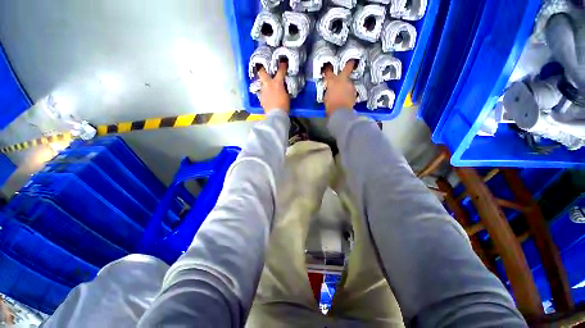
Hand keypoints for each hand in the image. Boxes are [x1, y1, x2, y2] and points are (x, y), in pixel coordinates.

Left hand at [257, 63, 289, 113]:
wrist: (275, 115)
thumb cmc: (284, 106)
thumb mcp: (287, 96)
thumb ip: (284, 89)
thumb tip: (283, 87)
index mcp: (277, 83)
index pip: (281, 71)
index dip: (283, 66)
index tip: (283, 63)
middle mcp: (268, 85)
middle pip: (262, 72)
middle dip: (262, 69)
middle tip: (264, 68)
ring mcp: (263, 91)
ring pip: (262, 83)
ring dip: (264, 83)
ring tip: (267, 85)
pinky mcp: (261, 98)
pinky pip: (262, 92)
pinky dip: (265, 92)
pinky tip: (268, 95)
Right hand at [323, 60, 356, 116]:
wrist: (340, 112)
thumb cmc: (331, 106)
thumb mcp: (326, 97)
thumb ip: (329, 90)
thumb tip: (330, 90)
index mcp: (332, 81)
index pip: (329, 72)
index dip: (327, 69)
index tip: (327, 69)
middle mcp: (343, 80)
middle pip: (347, 67)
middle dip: (349, 64)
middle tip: (350, 62)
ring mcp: (350, 86)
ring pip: (349, 81)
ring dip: (347, 85)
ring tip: (343, 91)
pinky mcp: (354, 92)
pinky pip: (351, 90)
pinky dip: (349, 92)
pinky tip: (346, 97)